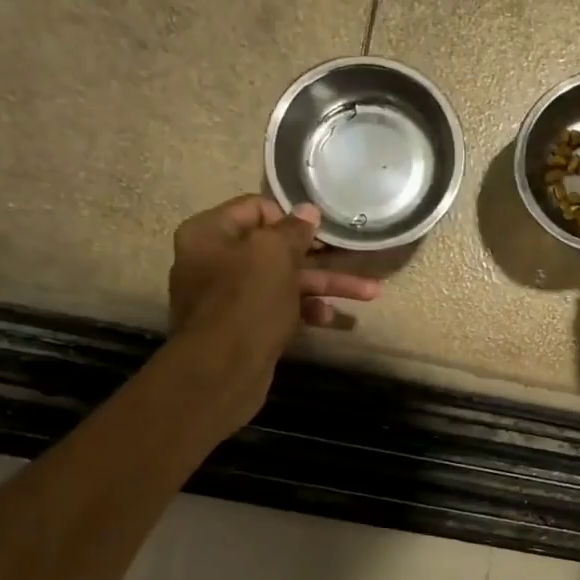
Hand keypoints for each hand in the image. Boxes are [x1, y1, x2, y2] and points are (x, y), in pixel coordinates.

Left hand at [168, 196, 379, 424]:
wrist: (222, 371)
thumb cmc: (246, 302)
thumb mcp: (273, 255)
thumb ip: (293, 230)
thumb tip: (307, 210)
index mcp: (210, 233)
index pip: (255, 208)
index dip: (290, 217)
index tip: (320, 229)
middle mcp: (214, 261)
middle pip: (274, 248)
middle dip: (318, 255)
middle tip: (352, 255)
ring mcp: (229, 297)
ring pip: (284, 281)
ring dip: (324, 285)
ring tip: (369, 293)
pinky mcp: (244, 327)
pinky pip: (280, 308)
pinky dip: (306, 310)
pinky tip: (331, 318)